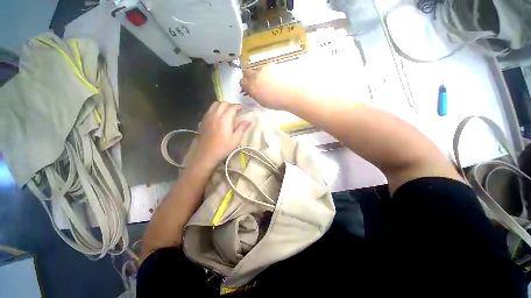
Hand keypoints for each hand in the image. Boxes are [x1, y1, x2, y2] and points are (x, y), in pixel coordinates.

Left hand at [189, 102, 249, 170]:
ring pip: (215, 104)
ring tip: (227, 111)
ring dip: (222, 105)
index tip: (242, 108)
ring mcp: (208, 117)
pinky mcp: (203, 120)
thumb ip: (241, 128)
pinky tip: (218, 115)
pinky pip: (210, 109)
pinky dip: (215, 109)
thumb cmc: (222, 148)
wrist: (205, 154)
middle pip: (223, 103)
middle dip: (230, 104)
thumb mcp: (235, 140)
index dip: (238, 106)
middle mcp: (215, 115)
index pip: (232, 108)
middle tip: (235, 110)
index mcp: (224, 119)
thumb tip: (248, 121)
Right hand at [241, 66, 296, 110]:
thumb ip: (255, 95)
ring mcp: (264, 69)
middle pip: (246, 71)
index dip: (245, 84)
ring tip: (269, 81)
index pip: (242, 82)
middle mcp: (256, 75)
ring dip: (260, 74)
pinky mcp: (273, 65)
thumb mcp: (262, 102)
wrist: (292, 93)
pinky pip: (267, 68)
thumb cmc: (277, 102)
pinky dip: (268, 72)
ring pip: (258, 69)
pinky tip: (276, 78)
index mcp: (252, 87)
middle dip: (249, 76)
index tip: (248, 87)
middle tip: (256, 82)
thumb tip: (253, 91)